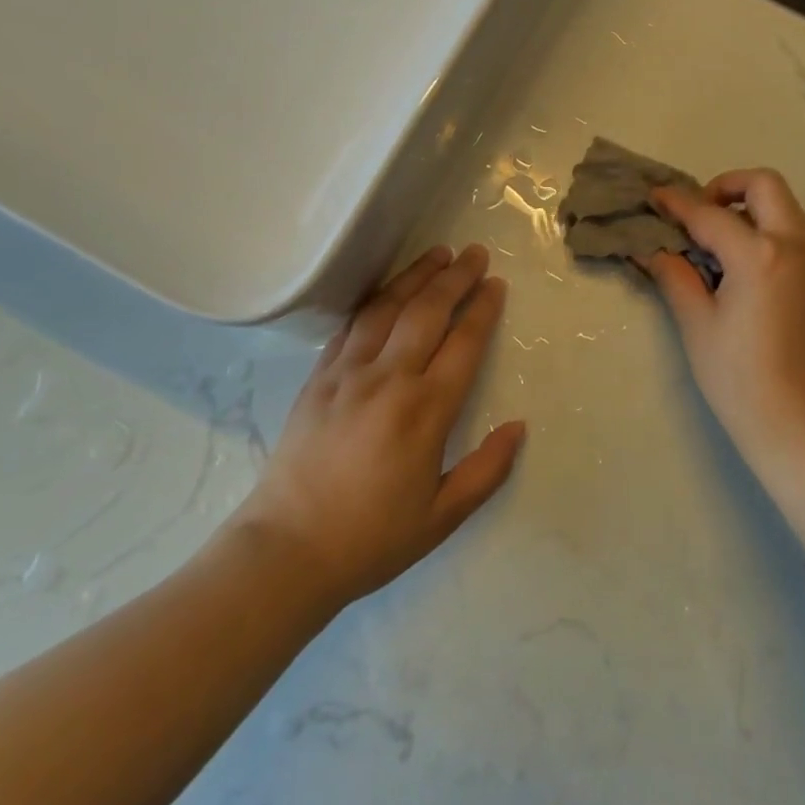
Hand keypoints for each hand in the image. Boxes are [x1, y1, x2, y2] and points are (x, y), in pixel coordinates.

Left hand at [231, 245, 524, 611]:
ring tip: (437, 253)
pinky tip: (386, 291)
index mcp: (424, 411)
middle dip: (455, 277)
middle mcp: (389, 379)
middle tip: (475, 253)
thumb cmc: (371, 538)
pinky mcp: (318, 378)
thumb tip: (518, 427)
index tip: (496, 284)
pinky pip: (351, 326)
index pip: (463, 343)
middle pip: (427, 311)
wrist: (286, 551)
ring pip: (387, 307)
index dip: (482, 309)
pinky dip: (374, 301)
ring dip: (415, 276)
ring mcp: (348, 373)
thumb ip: (487, 470)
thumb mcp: (442, 517)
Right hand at [648, 171, 804, 468]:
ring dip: (751, 210)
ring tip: (719, 244)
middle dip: (727, 186)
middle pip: (765, 185)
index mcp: (761, 256)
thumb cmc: (741, 381)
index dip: (677, 203)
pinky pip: (797, 239)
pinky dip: (769, 235)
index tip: (655, 197)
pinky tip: (747, 273)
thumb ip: (675, 276)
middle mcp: (797, 248)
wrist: (804, 430)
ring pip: (786, 210)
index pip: (710, 215)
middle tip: (700, 215)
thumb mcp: (698, 326)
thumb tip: (652, 249)